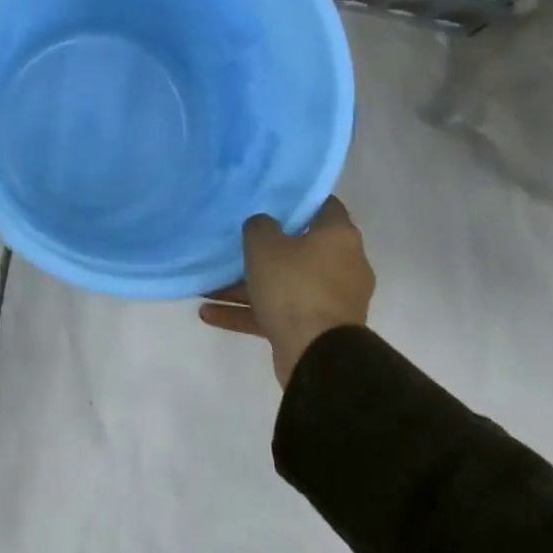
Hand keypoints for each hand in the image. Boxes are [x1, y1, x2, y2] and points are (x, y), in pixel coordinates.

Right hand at [198, 197, 375, 386]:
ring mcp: (331, 300)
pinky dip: (248, 312)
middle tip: (237, 240)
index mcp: (339, 237)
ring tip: (209, 284)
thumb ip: (259, 226)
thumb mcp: (264, 244)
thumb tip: (263, 225)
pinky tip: (209, 313)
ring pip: (284, 284)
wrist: (317, 355)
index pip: (323, 205)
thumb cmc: (295, 286)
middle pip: (300, 247)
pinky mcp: (317, 329)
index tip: (270, 196)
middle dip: (266, 248)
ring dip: (247, 285)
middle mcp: (342, 265)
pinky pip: (278, 313)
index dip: (297, 198)